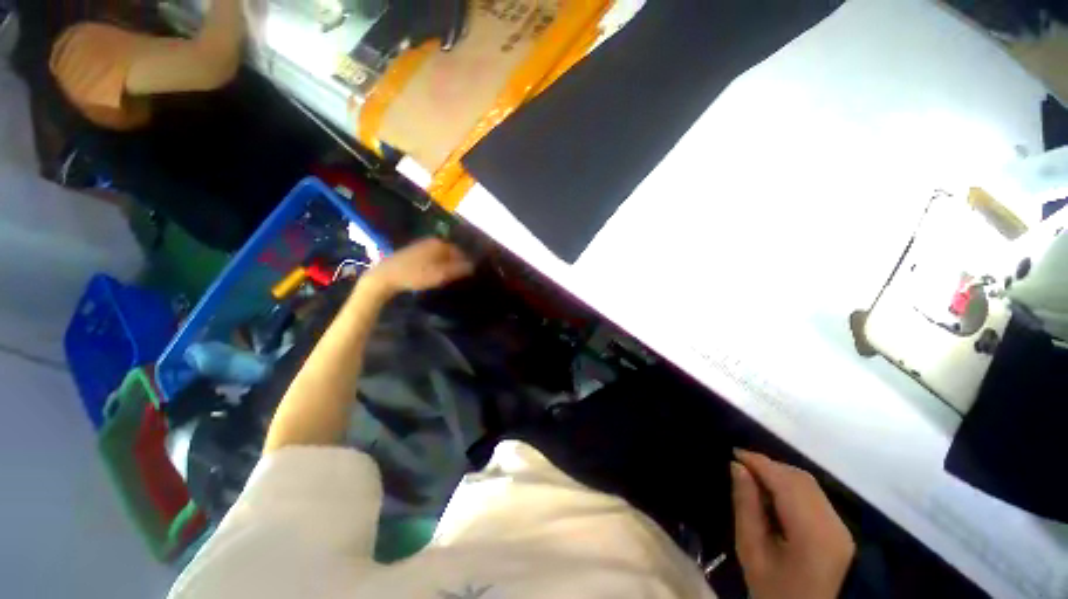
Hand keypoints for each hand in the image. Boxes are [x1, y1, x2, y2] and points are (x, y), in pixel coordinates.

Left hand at [362, 238, 473, 296]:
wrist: (385, 276)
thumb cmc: (415, 275)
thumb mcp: (440, 275)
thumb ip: (458, 269)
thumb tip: (473, 266)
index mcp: (439, 243)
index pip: (460, 251)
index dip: (465, 262)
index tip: (467, 274)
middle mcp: (431, 241)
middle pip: (450, 252)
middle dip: (455, 262)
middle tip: (457, 276)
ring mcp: (421, 245)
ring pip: (440, 254)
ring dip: (445, 264)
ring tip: (447, 276)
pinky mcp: (412, 251)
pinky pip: (431, 256)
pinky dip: (435, 263)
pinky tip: (433, 273)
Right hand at [731, 450, 854, 598]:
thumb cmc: (774, 590)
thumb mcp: (751, 552)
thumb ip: (746, 507)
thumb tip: (737, 467)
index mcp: (812, 533)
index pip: (785, 483)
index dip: (758, 462)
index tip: (733, 452)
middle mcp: (833, 524)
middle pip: (800, 480)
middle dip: (769, 466)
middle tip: (740, 466)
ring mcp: (840, 527)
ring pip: (808, 485)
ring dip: (779, 475)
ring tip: (753, 478)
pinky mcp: (840, 531)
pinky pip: (813, 496)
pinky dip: (790, 487)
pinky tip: (773, 494)